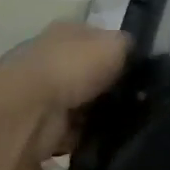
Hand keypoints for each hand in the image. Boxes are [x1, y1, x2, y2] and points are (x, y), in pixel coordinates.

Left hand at [0, 22, 130, 163]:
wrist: (28, 111)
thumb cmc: (72, 67)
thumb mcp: (115, 44)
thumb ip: (128, 46)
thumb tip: (134, 54)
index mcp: (67, 31)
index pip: (99, 38)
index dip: (120, 52)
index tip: (141, 70)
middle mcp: (53, 57)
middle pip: (91, 71)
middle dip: (112, 85)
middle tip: (139, 98)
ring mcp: (44, 92)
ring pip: (84, 102)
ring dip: (101, 112)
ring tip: (130, 121)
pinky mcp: (42, 125)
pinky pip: (75, 130)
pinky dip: (89, 135)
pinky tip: (109, 138)